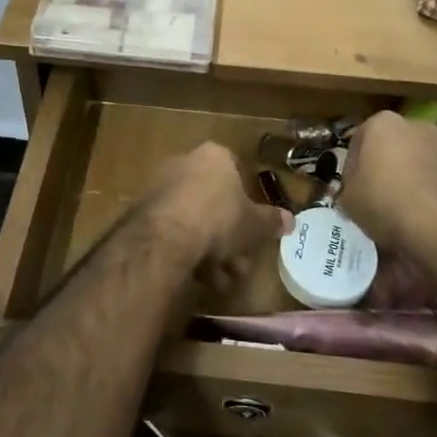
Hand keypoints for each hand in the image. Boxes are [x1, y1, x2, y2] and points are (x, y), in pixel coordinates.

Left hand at [145, 142, 287, 292]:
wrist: (167, 235)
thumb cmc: (219, 218)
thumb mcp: (254, 224)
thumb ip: (271, 221)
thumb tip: (291, 220)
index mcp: (215, 156)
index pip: (237, 172)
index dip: (247, 202)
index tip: (253, 228)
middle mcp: (186, 163)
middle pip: (215, 200)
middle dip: (231, 236)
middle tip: (241, 264)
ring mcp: (163, 186)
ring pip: (195, 218)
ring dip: (211, 250)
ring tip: (222, 280)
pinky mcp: (145, 211)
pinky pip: (175, 229)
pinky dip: (188, 250)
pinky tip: (200, 278)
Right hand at [339, 113, 436, 272]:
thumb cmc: (387, 203)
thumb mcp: (349, 199)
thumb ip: (349, 184)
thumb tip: (357, 184)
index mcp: (382, 123)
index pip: (359, 140)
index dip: (354, 166)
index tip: (353, 188)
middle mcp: (416, 125)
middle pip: (393, 145)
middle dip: (387, 165)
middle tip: (379, 196)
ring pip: (420, 159)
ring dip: (413, 176)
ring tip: (407, 209)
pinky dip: (435, 191)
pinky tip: (430, 215)